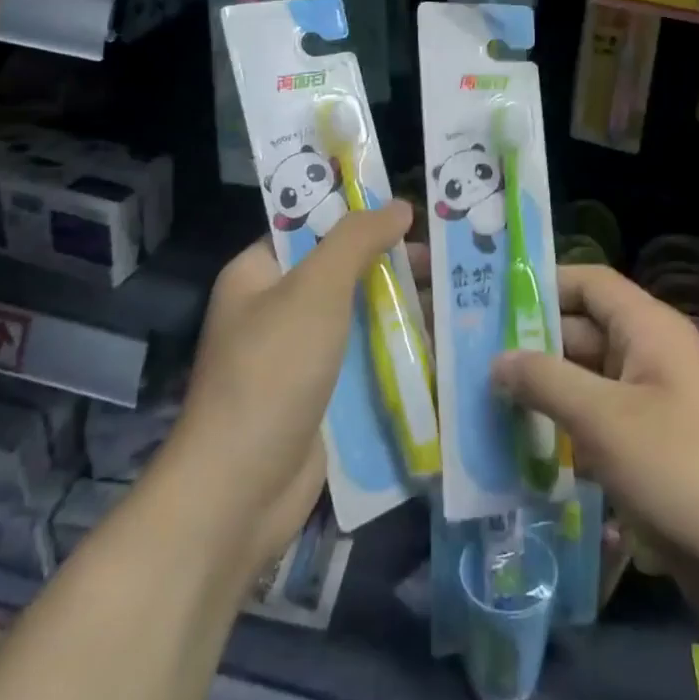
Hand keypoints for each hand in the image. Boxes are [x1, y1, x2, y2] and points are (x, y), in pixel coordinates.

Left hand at [165, 203, 413, 578]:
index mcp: (258, 273)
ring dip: (402, 309)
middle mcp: (275, 309)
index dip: (359, 214)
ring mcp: (299, 357)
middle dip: (392, 264)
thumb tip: (399, 206)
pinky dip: (398, 352)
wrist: (239, 493)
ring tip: (459, 297)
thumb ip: (357, 241)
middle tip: (448, 258)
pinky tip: (444, 345)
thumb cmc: (272, 373)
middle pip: (343, 272)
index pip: (311, 227)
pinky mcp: (321, 398)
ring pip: (359, 318)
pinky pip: (365, 361)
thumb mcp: (315, 290)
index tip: (412, 211)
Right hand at [491, 265, 698, 593]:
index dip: (543, 284)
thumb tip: (497, 360)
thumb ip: (545, 381)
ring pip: (587, 380)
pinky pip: (600, 421)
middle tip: (472, 359)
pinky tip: (523, 449)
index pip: (589, 283)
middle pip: (583, 331)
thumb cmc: (679, 470)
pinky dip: (566, 428)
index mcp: (649, 329)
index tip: (492, 301)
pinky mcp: (652, 446)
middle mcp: (651, 355)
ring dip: (544, 391)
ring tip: (485, 402)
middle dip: (533, 345)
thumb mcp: (603, 420)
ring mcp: (653, 402)